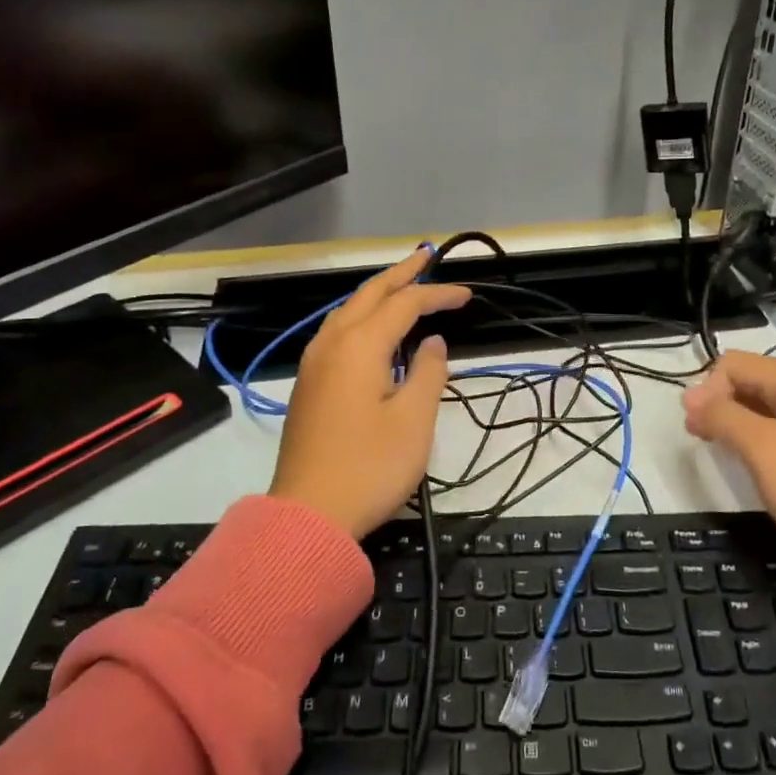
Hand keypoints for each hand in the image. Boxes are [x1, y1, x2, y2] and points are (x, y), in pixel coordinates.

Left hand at [269, 248, 470, 537]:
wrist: (309, 516)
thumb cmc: (369, 467)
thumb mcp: (414, 420)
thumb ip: (427, 372)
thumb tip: (432, 343)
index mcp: (359, 346)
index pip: (404, 305)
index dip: (437, 294)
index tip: (467, 295)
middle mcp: (331, 345)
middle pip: (368, 295)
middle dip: (400, 275)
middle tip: (426, 258)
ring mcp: (314, 365)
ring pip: (347, 312)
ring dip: (377, 294)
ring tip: (403, 286)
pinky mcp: (308, 385)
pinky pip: (337, 333)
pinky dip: (361, 318)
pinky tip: (373, 330)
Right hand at [683, 351, 775, 567]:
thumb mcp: (762, 448)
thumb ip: (722, 416)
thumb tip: (690, 396)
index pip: (733, 365)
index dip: (706, 391)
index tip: (696, 429)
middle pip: (751, 380)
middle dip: (720, 404)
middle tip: (702, 440)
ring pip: (767, 406)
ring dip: (738, 422)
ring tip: (723, 451)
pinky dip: (762, 437)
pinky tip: (757, 462)